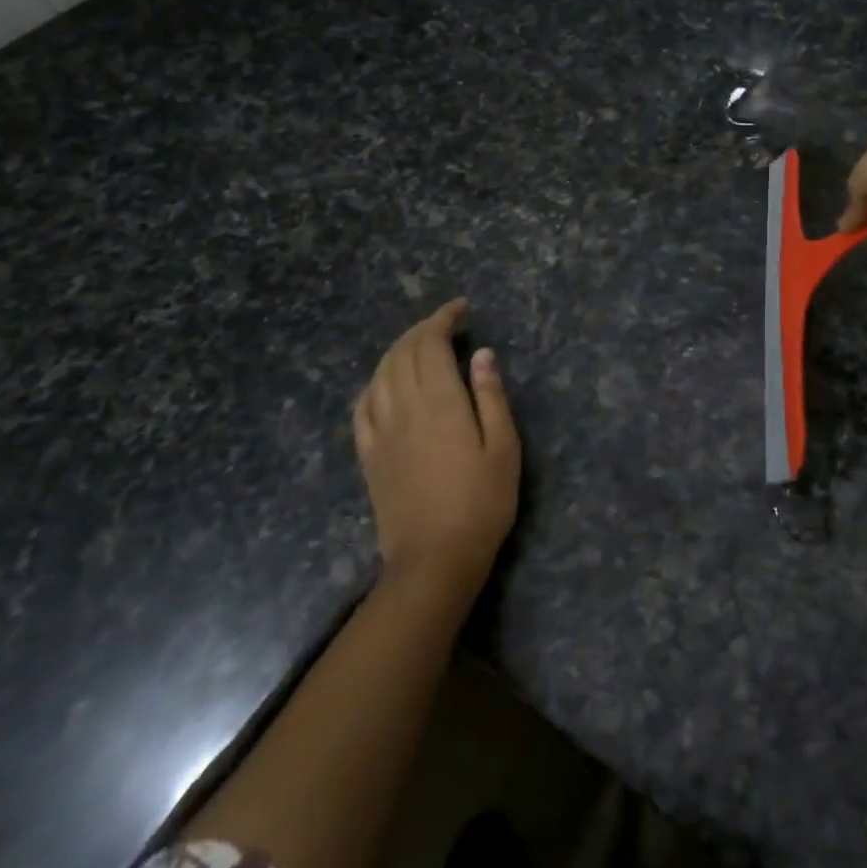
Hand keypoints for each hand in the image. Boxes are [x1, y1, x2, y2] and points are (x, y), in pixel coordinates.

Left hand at [354, 298, 520, 594]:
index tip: (460, 309)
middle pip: (403, 353)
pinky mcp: (368, 454)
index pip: (431, 344)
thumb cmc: (482, 502)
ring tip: (419, 345)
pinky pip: (362, 406)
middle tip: (445, 323)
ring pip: (380, 374)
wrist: (434, 558)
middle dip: (422, 329)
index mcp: (440, 402)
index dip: (442, 319)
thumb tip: (481, 354)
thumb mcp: (504, 446)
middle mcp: (404, 407)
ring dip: (398, 350)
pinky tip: (385, 383)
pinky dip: (374, 383)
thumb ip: (490, 396)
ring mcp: (380, 431)